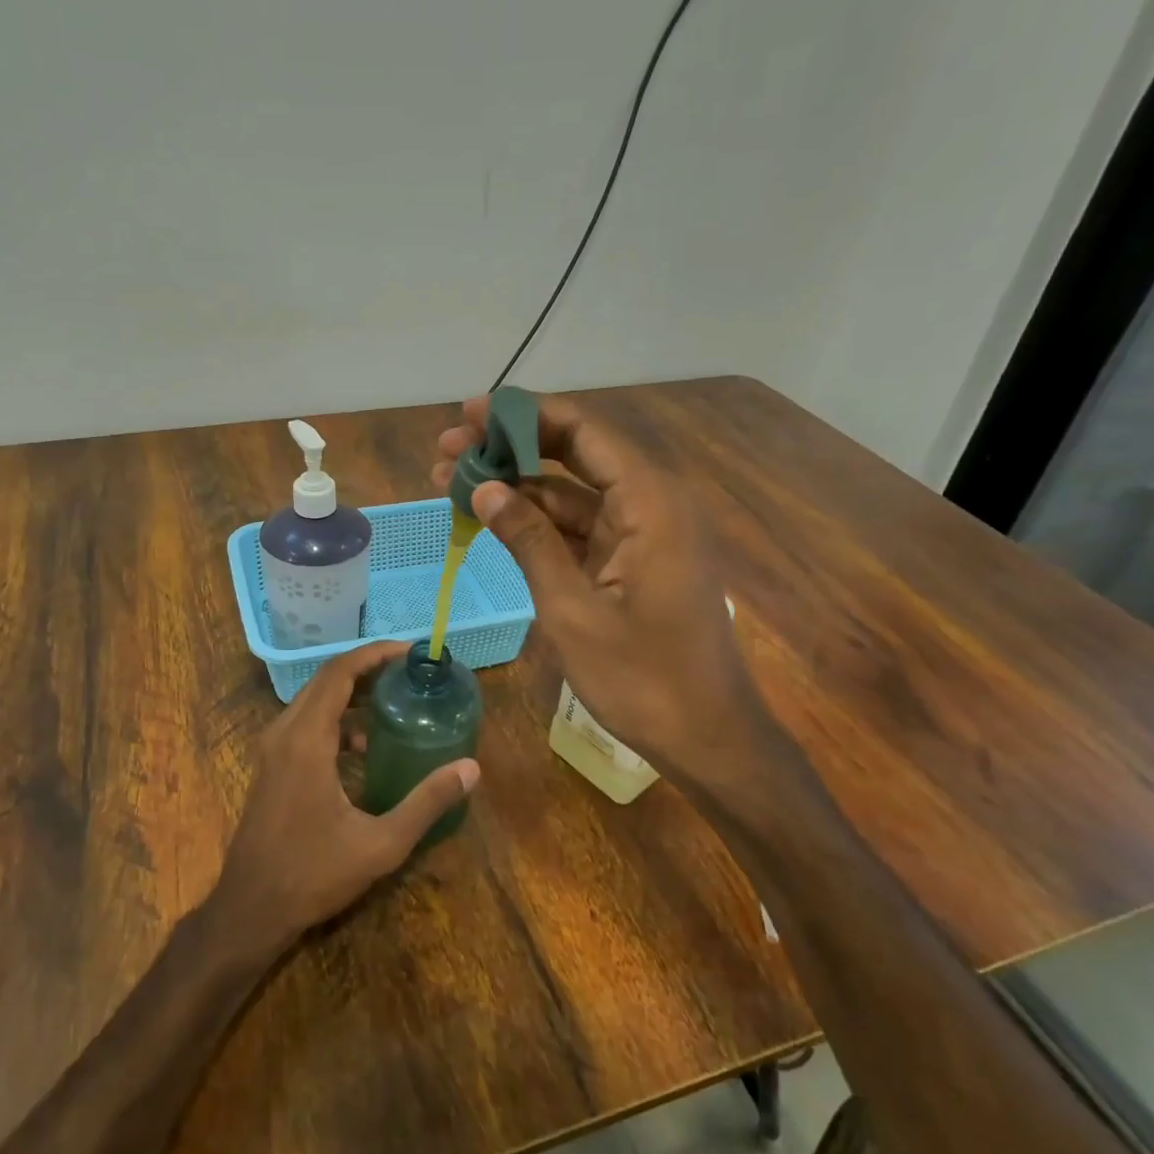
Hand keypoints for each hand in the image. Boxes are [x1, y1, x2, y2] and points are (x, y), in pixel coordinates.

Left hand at [211, 640, 479, 954]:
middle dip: (368, 669)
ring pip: (314, 700)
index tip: (409, 651)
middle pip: (326, 680)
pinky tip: (365, 747)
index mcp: (306, 740)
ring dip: (352, 693)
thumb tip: (471, 768)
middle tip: (409, 672)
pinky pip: (306, 722)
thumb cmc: (313, 875)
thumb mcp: (380, 844)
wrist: (250, 909)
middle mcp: (284, 733)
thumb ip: (426, 803)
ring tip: (394, 701)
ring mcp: (273, 749)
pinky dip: (337, 718)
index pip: (339, 673)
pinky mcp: (271, 765)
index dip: (374, 654)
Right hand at [432, 393, 807, 827]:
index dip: (523, 416)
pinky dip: (537, 523)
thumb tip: (483, 487)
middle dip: (510, 450)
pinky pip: (579, 527)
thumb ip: (528, 540)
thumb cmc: (643, 678)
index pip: (582, 432)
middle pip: (574, 456)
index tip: (468, 415)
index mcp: (649, 503)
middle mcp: (650, 505)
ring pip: (571, 493)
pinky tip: (492, 520)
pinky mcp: (632, 562)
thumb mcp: (572, 609)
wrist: (707, 738)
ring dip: (516, 487)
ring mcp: (641, 535)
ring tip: (451, 482)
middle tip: (447, 451)